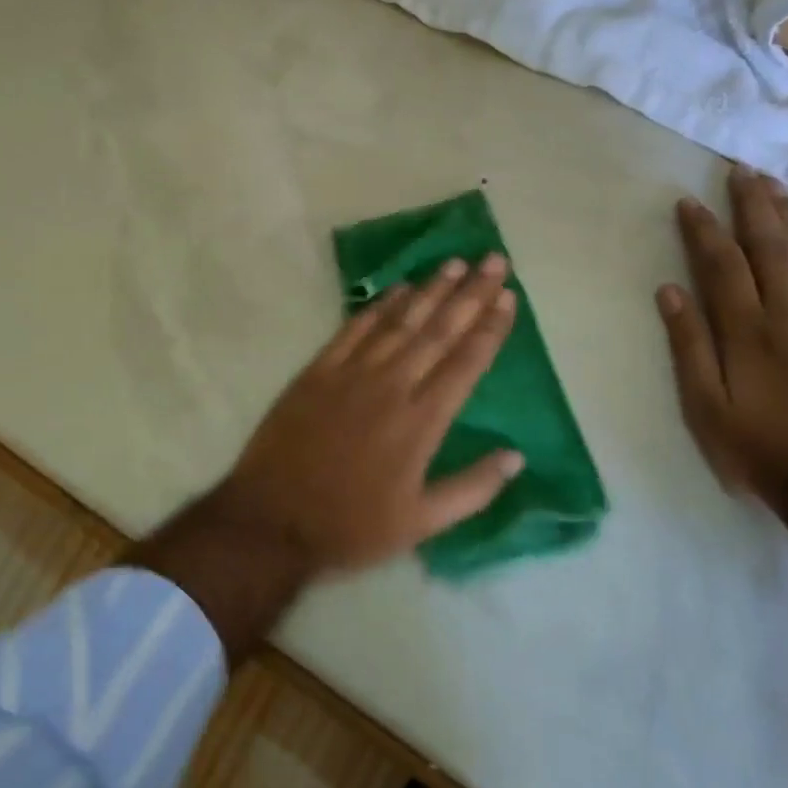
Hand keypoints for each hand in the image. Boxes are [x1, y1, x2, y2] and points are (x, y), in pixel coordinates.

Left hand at [219, 253, 522, 573]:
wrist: (271, 519)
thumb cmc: (351, 526)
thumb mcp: (420, 524)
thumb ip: (472, 489)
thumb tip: (516, 456)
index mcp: (421, 422)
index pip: (465, 363)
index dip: (489, 327)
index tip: (507, 296)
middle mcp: (391, 386)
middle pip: (438, 330)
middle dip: (470, 293)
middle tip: (493, 260)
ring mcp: (351, 373)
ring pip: (399, 322)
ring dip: (429, 290)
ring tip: (454, 263)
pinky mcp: (318, 371)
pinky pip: (354, 329)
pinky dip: (378, 306)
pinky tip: (397, 288)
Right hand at [656, 167, 787, 510]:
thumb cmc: (760, 450)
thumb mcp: (705, 408)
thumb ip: (689, 346)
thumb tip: (669, 292)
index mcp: (746, 332)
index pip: (722, 265)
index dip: (704, 230)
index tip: (689, 201)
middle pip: (769, 248)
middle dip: (752, 206)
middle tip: (740, 170)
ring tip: (774, 187)